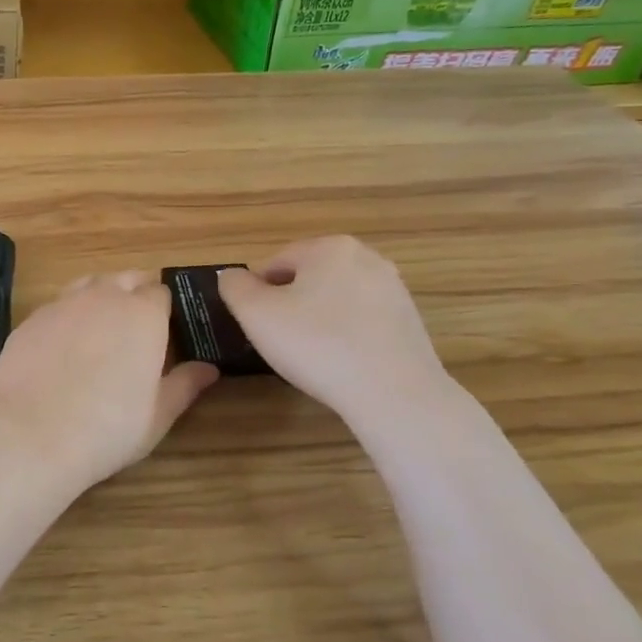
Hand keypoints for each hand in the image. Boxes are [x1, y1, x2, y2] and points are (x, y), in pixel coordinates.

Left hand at [0, 271, 218, 493]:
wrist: (31, 435)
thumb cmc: (107, 428)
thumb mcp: (158, 415)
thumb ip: (184, 385)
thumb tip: (209, 368)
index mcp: (143, 314)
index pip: (162, 292)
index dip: (165, 309)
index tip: (165, 331)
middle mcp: (103, 297)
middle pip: (125, 278)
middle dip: (135, 294)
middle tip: (136, 330)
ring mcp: (62, 304)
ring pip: (88, 284)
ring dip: (100, 297)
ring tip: (101, 332)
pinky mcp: (31, 319)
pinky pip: (57, 306)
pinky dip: (67, 316)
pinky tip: (63, 348)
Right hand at [218, 237, 447, 421]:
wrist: (393, 394)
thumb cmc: (316, 345)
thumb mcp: (255, 315)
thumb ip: (234, 287)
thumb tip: (231, 276)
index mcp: (329, 247)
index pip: (275, 262)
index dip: (257, 294)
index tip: (255, 325)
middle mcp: (367, 257)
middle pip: (308, 278)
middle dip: (289, 304)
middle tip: (279, 340)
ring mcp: (394, 289)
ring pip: (336, 299)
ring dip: (317, 320)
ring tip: (310, 355)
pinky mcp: (410, 321)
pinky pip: (362, 320)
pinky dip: (345, 335)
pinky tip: (340, 363)